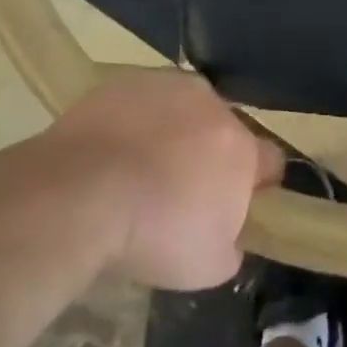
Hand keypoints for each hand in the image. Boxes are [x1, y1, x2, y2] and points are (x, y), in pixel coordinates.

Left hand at [46, 71, 284, 289]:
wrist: (76, 196)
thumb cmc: (151, 235)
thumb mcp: (208, 267)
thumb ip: (232, 246)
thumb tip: (231, 237)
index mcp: (243, 149)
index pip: (270, 162)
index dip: (255, 185)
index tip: (234, 206)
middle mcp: (214, 107)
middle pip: (225, 131)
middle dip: (211, 155)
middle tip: (180, 190)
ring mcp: (169, 87)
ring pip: (185, 109)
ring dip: (176, 131)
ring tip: (141, 165)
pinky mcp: (126, 79)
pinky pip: (144, 99)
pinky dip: (137, 118)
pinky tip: (113, 146)